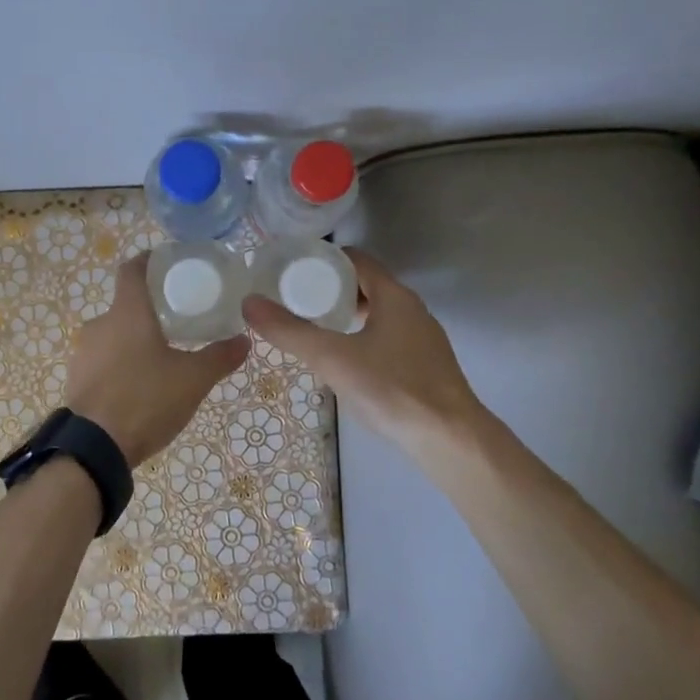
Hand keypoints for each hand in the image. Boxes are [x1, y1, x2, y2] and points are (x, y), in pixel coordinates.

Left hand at [64, 252, 249, 465]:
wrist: (93, 448)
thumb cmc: (145, 400)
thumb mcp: (193, 380)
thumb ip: (219, 357)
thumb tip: (244, 340)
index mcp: (127, 313)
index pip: (132, 270)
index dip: (149, 261)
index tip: (166, 262)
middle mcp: (100, 325)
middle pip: (125, 305)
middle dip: (149, 310)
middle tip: (177, 321)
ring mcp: (83, 353)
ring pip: (113, 335)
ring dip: (134, 340)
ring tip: (161, 357)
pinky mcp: (76, 379)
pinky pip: (103, 361)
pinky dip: (120, 364)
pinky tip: (139, 385)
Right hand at [242, 246, 484, 449]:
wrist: (450, 439)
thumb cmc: (391, 389)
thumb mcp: (332, 358)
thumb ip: (289, 331)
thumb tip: (250, 303)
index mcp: (394, 296)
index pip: (356, 260)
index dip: (324, 260)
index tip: (293, 269)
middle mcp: (413, 310)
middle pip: (367, 285)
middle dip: (331, 289)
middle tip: (296, 300)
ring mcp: (423, 339)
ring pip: (379, 314)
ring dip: (348, 315)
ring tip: (315, 328)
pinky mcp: (426, 365)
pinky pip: (388, 337)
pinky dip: (363, 337)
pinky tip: (347, 361)